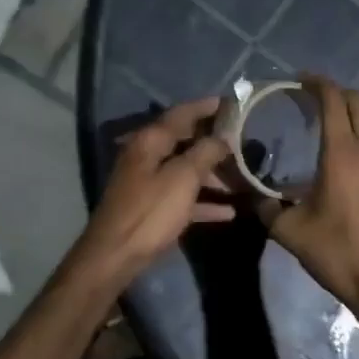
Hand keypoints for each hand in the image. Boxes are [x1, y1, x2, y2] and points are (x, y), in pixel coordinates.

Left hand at [72, 98, 233, 279]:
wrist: (115, 256)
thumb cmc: (150, 211)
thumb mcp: (182, 178)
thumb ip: (204, 152)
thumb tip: (222, 137)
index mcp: (150, 140)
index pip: (182, 113)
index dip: (207, 107)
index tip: (233, 103)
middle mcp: (147, 155)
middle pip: (184, 140)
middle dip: (214, 141)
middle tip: (244, 141)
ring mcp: (147, 182)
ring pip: (185, 169)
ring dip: (212, 174)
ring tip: (241, 178)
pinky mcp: (151, 207)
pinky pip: (182, 197)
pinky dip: (203, 200)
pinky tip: (228, 211)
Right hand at [260, 77, 358, 316]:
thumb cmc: (336, 250)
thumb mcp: (289, 229)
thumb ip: (265, 205)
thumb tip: (246, 192)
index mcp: (343, 152)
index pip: (334, 100)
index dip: (316, 84)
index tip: (296, 80)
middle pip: (357, 101)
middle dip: (334, 92)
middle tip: (307, 96)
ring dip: (347, 110)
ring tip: (317, 118)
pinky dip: (355, 129)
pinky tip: (333, 148)